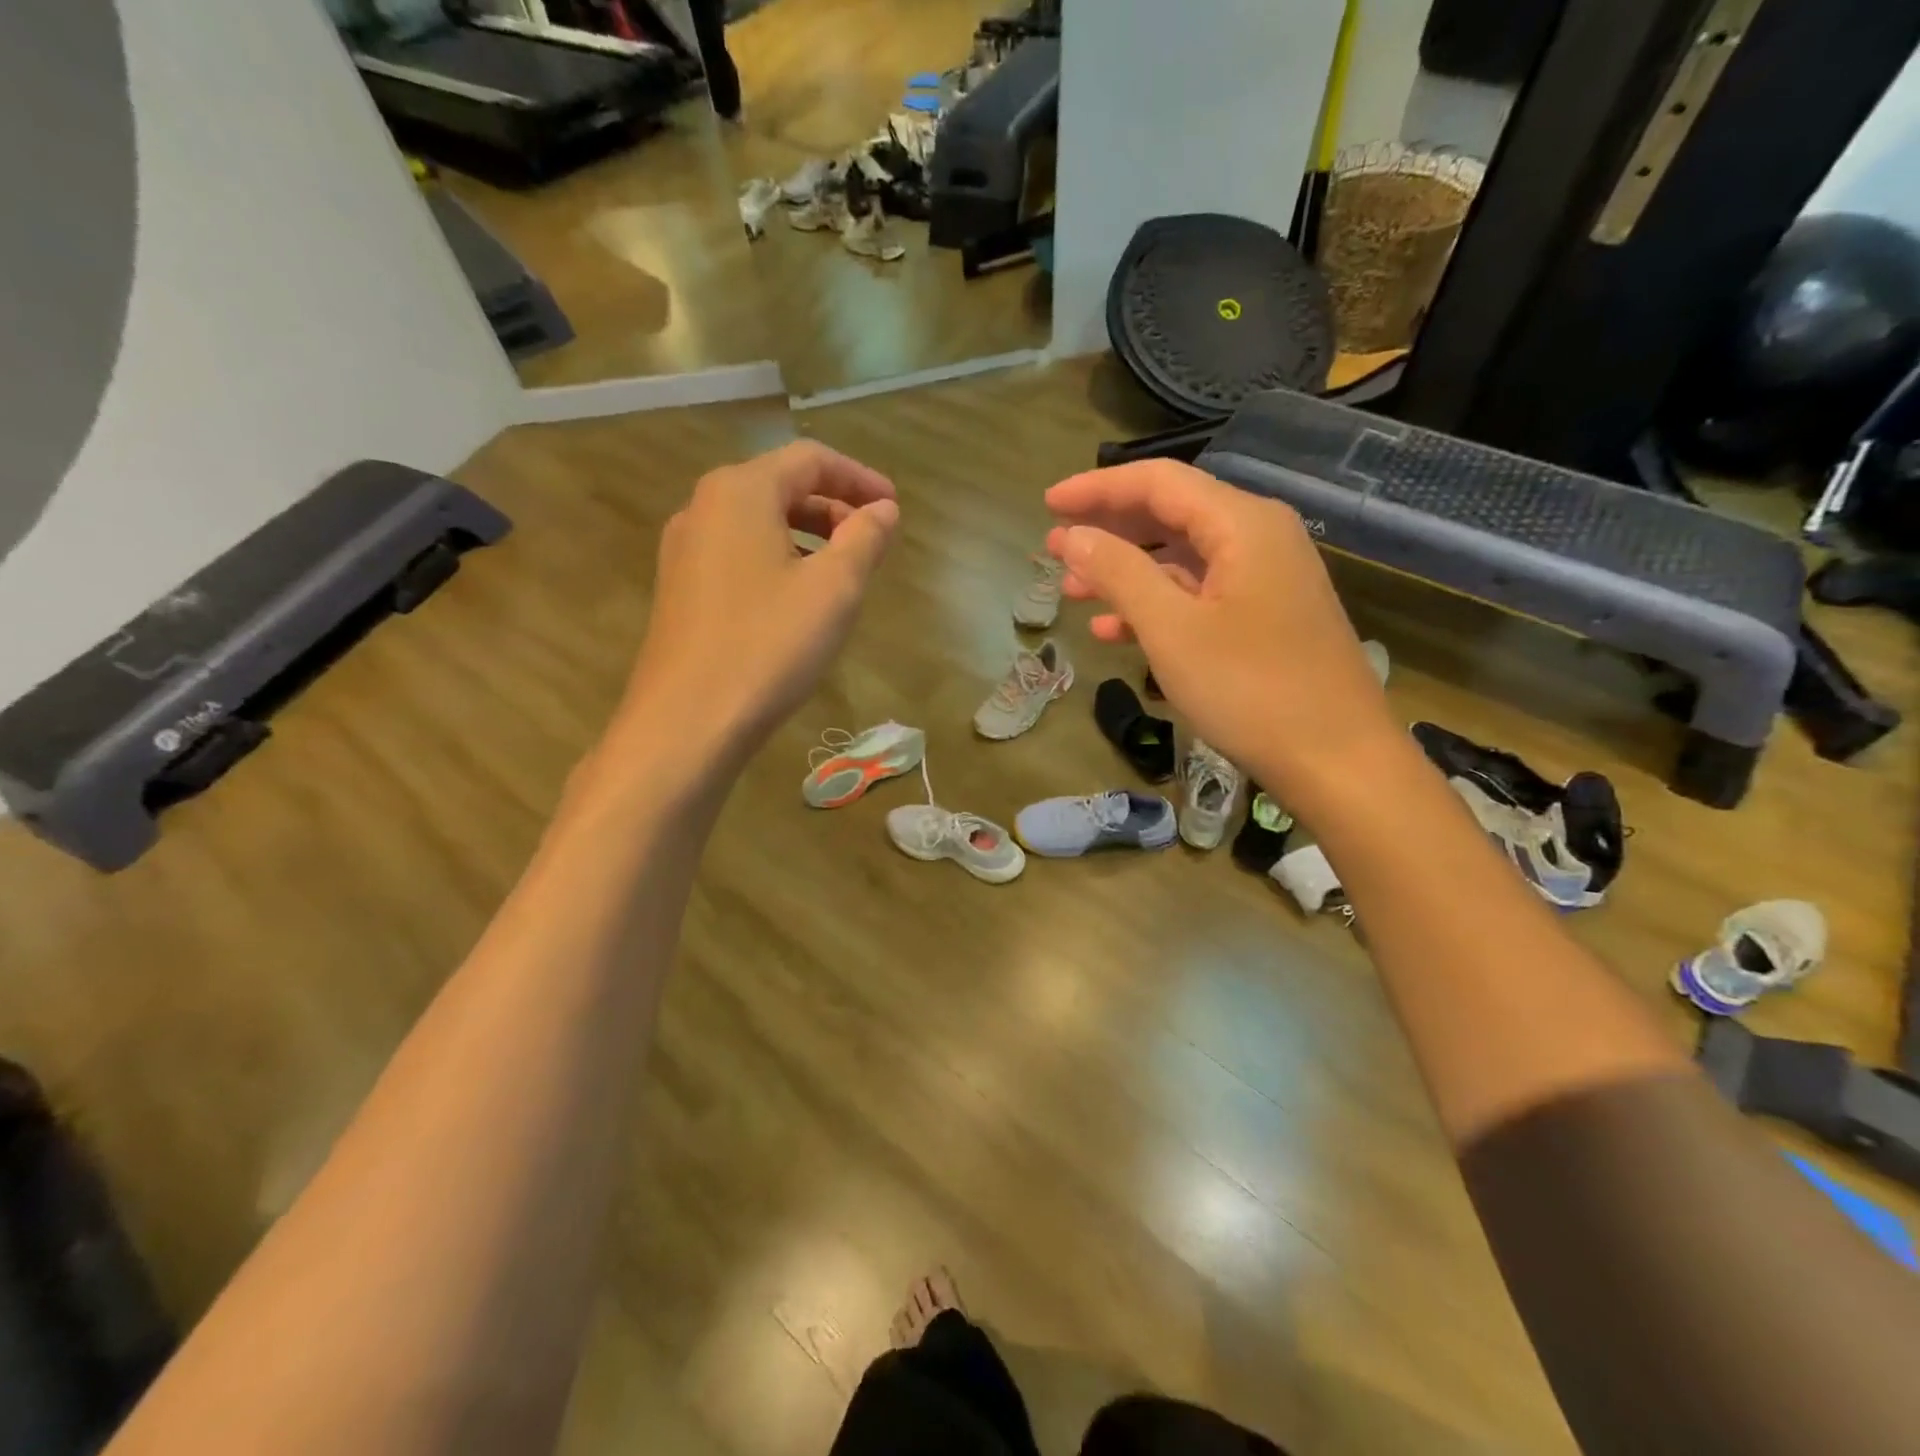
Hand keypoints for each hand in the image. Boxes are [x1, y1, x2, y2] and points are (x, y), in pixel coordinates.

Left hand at [614, 440, 898, 762]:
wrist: (686, 721)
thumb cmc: (768, 646)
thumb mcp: (833, 589)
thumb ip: (865, 539)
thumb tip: (883, 510)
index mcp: (740, 491)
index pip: (809, 460)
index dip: (859, 478)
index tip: (894, 508)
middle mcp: (703, 508)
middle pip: (780, 486)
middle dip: (834, 508)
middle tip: (873, 542)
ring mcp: (684, 551)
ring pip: (758, 524)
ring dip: (807, 536)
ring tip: (842, 573)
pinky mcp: (680, 590)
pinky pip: (739, 555)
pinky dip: (778, 560)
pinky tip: (798, 601)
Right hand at [1045, 460, 1398, 807]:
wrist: (1338, 761)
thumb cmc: (1251, 690)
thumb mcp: (1172, 629)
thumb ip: (1120, 573)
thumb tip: (1074, 536)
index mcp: (1242, 524)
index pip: (1158, 482)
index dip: (1097, 489)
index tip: (1048, 504)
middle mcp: (1259, 537)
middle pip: (1171, 515)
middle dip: (1108, 530)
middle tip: (1054, 549)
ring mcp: (1266, 579)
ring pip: (1182, 560)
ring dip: (1125, 572)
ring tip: (1073, 591)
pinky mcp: (1265, 618)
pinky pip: (1200, 595)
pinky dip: (1156, 606)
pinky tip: (1115, 631)